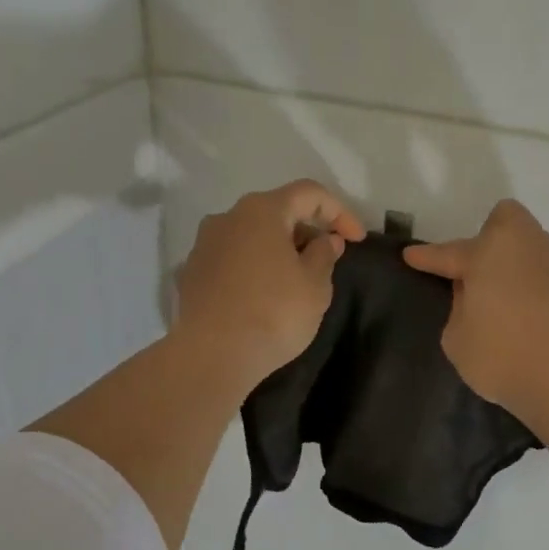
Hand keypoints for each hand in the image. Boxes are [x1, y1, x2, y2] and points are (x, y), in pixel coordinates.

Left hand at [175, 180, 365, 387]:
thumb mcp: (315, 286)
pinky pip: (232, 262)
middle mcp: (227, 217)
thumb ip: (325, 255)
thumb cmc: (274, 314)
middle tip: (327, 261)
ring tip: (294, 282)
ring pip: (250, 237)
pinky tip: (263, 298)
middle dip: (306, 232)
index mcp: (261, 211)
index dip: (339, 212)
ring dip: (277, 251)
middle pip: (276, 212)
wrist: (214, 355)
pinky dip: (253, 270)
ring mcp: (203, 245)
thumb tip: (325, 240)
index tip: (357, 240)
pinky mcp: (191, 274)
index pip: (309, 194)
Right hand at [403, 199, 548, 422]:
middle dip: (485, 240)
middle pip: (503, 224)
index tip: (410, 256)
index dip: (427, 257)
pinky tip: (518, 313)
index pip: (450, 252)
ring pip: (525, 247)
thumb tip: (474, 294)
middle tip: (471, 274)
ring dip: (507, 263)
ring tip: (494, 297)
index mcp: (490, 251)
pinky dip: (525, 285)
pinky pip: (539, 273)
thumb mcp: (457, 337)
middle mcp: (525, 246)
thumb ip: (459, 308)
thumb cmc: (502, 355)